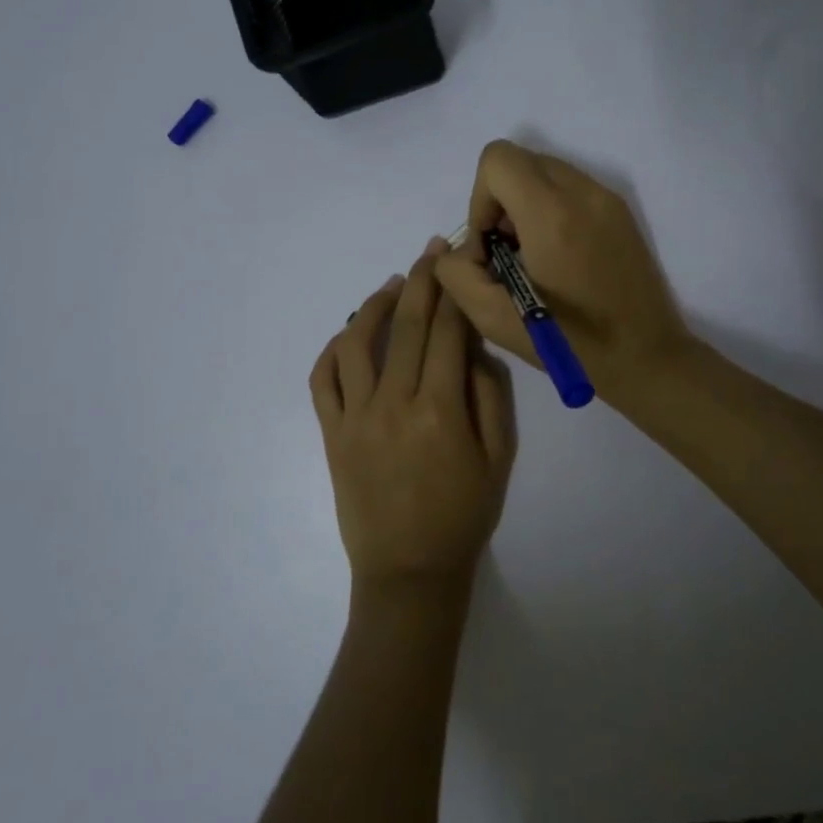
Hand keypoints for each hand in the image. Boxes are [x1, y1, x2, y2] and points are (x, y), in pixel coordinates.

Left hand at [310, 239, 516, 600]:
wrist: (409, 572)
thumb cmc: (463, 516)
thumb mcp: (500, 458)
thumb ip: (491, 396)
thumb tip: (474, 347)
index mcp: (441, 409)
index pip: (450, 331)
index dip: (457, 290)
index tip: (461, 259)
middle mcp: (394, 403)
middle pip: (408, 325)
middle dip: (423, 280)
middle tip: (431, 250)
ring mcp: (356, 417)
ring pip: (357, 343)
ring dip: (375, 305)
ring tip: (393, 284)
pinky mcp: (332, 434)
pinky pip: (322, 381)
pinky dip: (332, 350)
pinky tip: (348, 333)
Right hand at [433, 141, 692, 400]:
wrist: (646, 357)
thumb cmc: (570, 344)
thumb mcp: (494, 320)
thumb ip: (457, 274)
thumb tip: (458, 248)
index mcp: (551, 214)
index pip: (497, 159)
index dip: (480, 199)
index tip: (490, 245)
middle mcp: (583, 192)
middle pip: (520, 160)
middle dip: (500, 201)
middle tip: (508, 254)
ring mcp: (607, 198)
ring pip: (546, 171)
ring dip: (525, 204)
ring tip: (534, 257)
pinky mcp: (621, 211)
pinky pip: (571, 188)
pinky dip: (551, 209)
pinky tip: (559, 258)